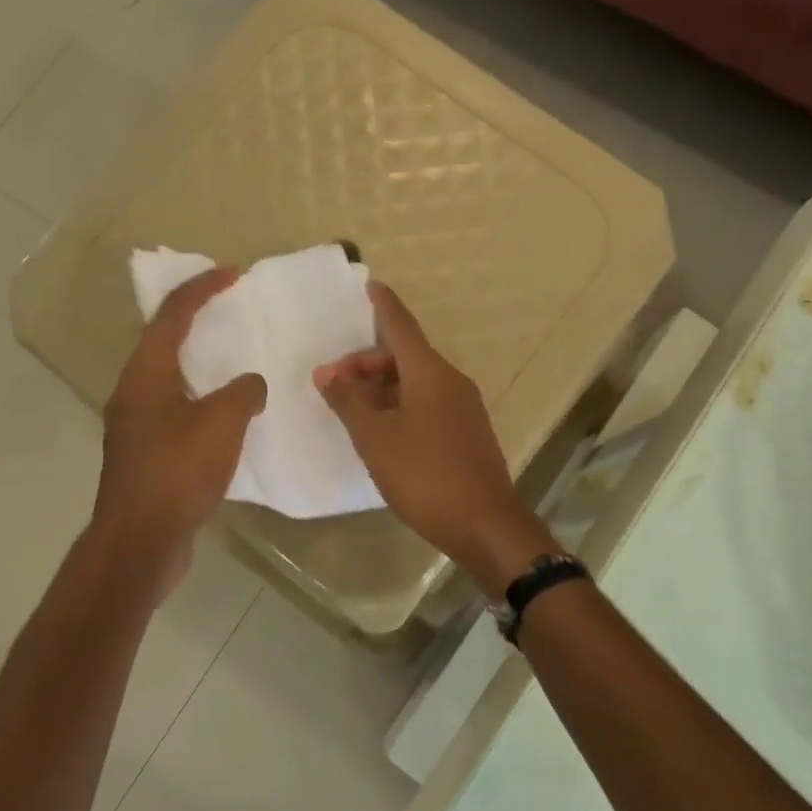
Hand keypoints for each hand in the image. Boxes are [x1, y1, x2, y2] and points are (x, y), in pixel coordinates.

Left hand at [93, 268, 266, 581]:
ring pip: (171, 382)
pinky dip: (202, 404)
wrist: (140, 541)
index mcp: (145, 375)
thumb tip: (249, 386)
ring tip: (236, 364)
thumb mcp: (222, 422)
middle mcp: (133, 394)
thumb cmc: (178, 471)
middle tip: (232, 314)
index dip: (202, 289)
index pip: (172, 316)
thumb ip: (243, 391)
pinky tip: (228, 420)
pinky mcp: (146, 457)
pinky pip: (177, 414)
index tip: (233, 274)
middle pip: (164, 344)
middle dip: (197, 323)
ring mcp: (136, 428)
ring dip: (200, 367)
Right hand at [314, 283, 552, 593]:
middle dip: (367, 363)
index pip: (401, 325)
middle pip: (404, 356)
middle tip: (333, 384)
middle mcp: (450, 381)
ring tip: (351, 410)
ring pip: (415, 382)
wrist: (485, 524)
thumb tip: (326, 372)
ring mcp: (462, 408)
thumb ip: (348, 402)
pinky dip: (400, 405)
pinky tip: (380, 430)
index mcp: (429, 373)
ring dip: (381, 388)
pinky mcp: (466, 432)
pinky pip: (427, 403)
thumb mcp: (375, 438)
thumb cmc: (425, 475)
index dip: (383, 305)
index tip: (369, 286)